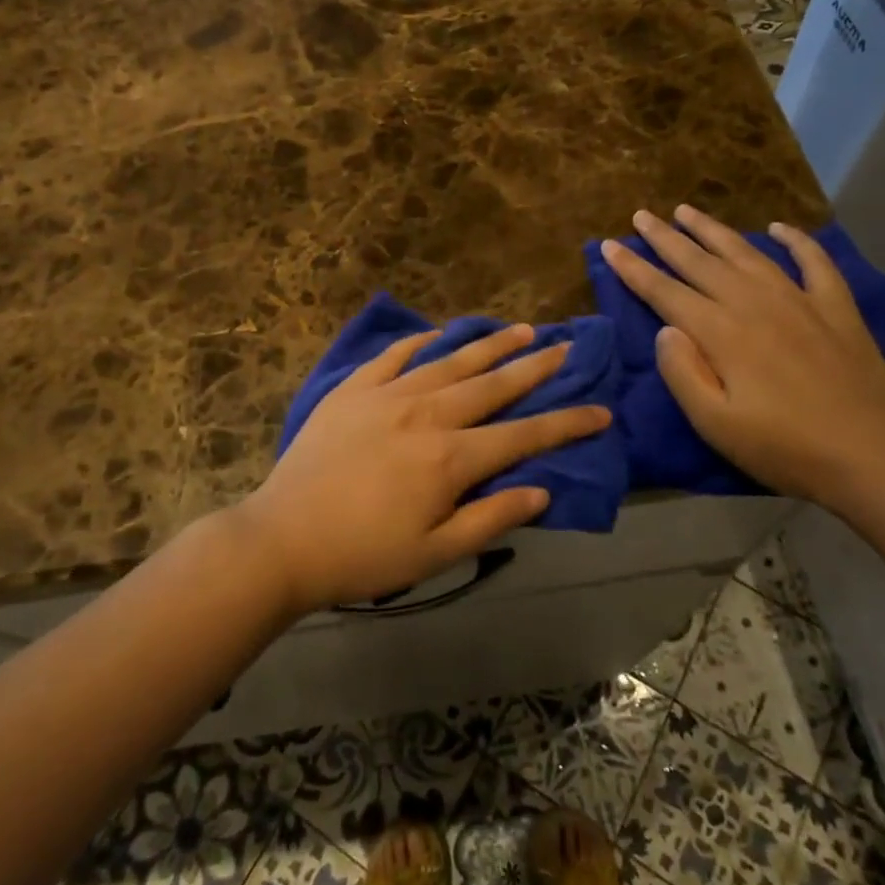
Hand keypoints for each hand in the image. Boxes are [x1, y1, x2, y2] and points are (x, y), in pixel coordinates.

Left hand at [233, 326, 610, 613]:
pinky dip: (421, 341)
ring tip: (520, 329)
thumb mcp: (435, 553)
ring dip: (489, 345)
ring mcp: (387, 395)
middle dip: (535, 367)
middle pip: (492, 384)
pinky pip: (394, 356)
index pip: (524, 435)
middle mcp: (427, 414)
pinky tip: (440, 333)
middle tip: (565, 347)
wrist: (283, 538)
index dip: (567, 423)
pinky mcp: (353, 389)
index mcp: (451, 458)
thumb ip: (491, 518)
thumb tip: (541, 491)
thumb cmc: (363, 555)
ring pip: (450, 361)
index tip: (601, 409)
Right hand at [600, 206, 884, 510]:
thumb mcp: (715, 423)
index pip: (665, 292)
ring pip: (747, 253)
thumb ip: (682, 372)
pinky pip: (814, 263)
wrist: (871, 457)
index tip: (609, 246)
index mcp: (722, 332)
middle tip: (641, 215)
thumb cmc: (783, 447)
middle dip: (665, 239)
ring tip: (687, 211)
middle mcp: (755, 304)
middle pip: (700, 263)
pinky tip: (779, 228)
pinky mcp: (837, 310)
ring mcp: (800, 301)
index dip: (634, 269)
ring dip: (713, 231)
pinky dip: (796, 241)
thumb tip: (664, 329)